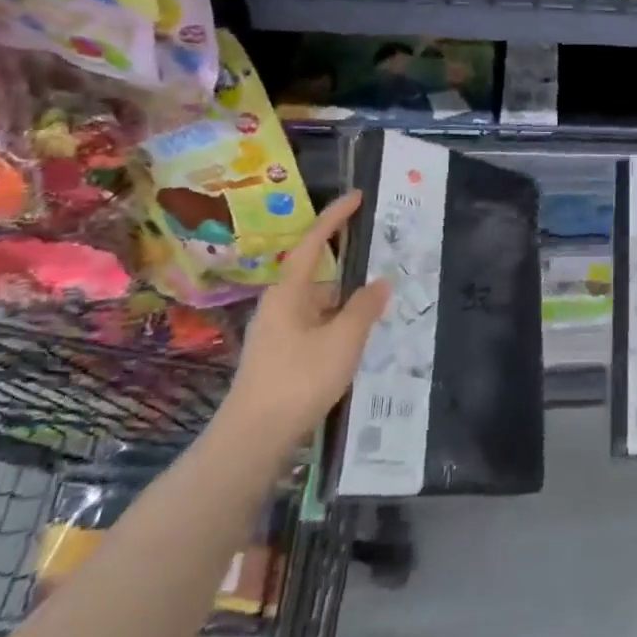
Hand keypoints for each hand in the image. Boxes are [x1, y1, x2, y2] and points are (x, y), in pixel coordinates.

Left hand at [217, 191, 390, 450]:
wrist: (253, 440)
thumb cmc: (298, 379)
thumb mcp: (343, 340)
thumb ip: (365, 307)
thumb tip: (381, 282)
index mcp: (288, 293)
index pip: (313, 244)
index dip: (335, 218)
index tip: (357, 197)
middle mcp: (279, 307)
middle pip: (319, 276)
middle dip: (350, 268)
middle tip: (383, 259)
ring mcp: (278, 334)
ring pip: (320, 306)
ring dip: (347, 303)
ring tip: (383, 304)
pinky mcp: (281, 358)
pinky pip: (317, 328)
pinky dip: (340, 326)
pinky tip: (360, 340)